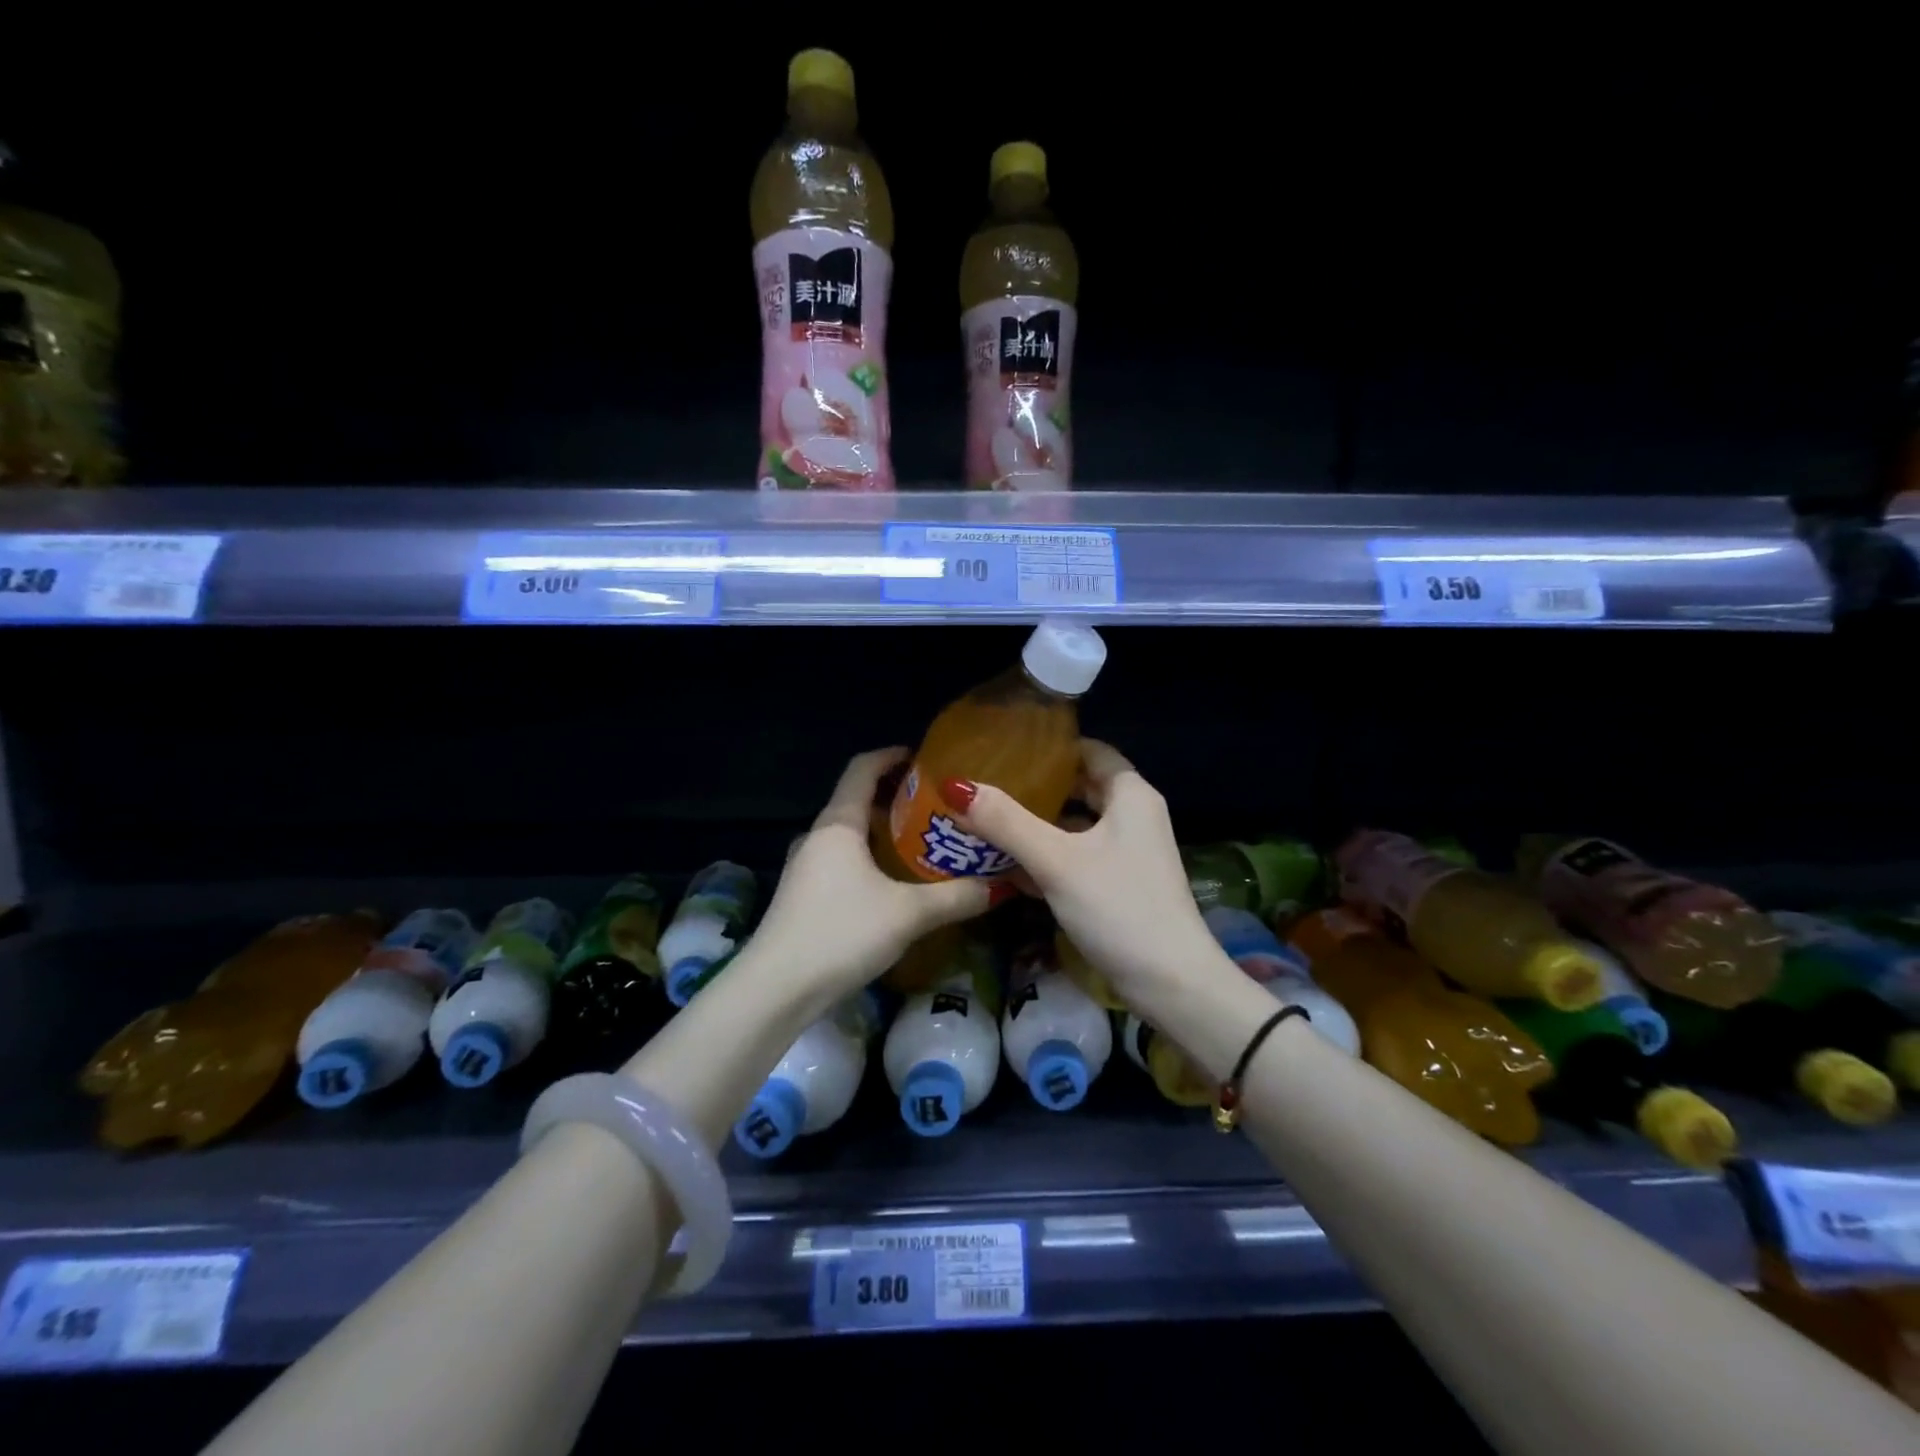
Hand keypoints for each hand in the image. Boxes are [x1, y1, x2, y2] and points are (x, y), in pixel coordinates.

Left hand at [751, 748, 992, 1008]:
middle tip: (938, 809)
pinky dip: (870, 861)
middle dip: (897, 800)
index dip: (891, 756)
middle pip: (857, 801)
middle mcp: (817, 837)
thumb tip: (996, 886)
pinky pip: (843, 863)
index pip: (862, 769)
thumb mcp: (908, 914)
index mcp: (838, 825)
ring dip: (884, 834)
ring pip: (850, 837)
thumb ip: (955, 897)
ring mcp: (806, 868)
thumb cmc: (841, 933)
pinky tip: (895, 886)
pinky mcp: (804, 896)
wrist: (776, 990)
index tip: (923, 758)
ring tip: (924, 845)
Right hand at [945, 740, 1224, 1012]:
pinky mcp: (1119, 884)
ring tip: (986, 822)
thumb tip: (957, 786)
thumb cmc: (1118, 907)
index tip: (1005, 749)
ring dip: (1037, 826)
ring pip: (1075, 826)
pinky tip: (1008, 867)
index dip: (1049, 747)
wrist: (1169, 983)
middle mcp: (1134, 816)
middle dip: (1035, 789)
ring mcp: (1128, 853)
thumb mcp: (1056, 861)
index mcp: (1130, 795)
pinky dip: (1048, 857)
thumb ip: (1006, 822)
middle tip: (987, 786)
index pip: (1088, 751)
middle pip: (1079, 788)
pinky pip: (1077, 857)